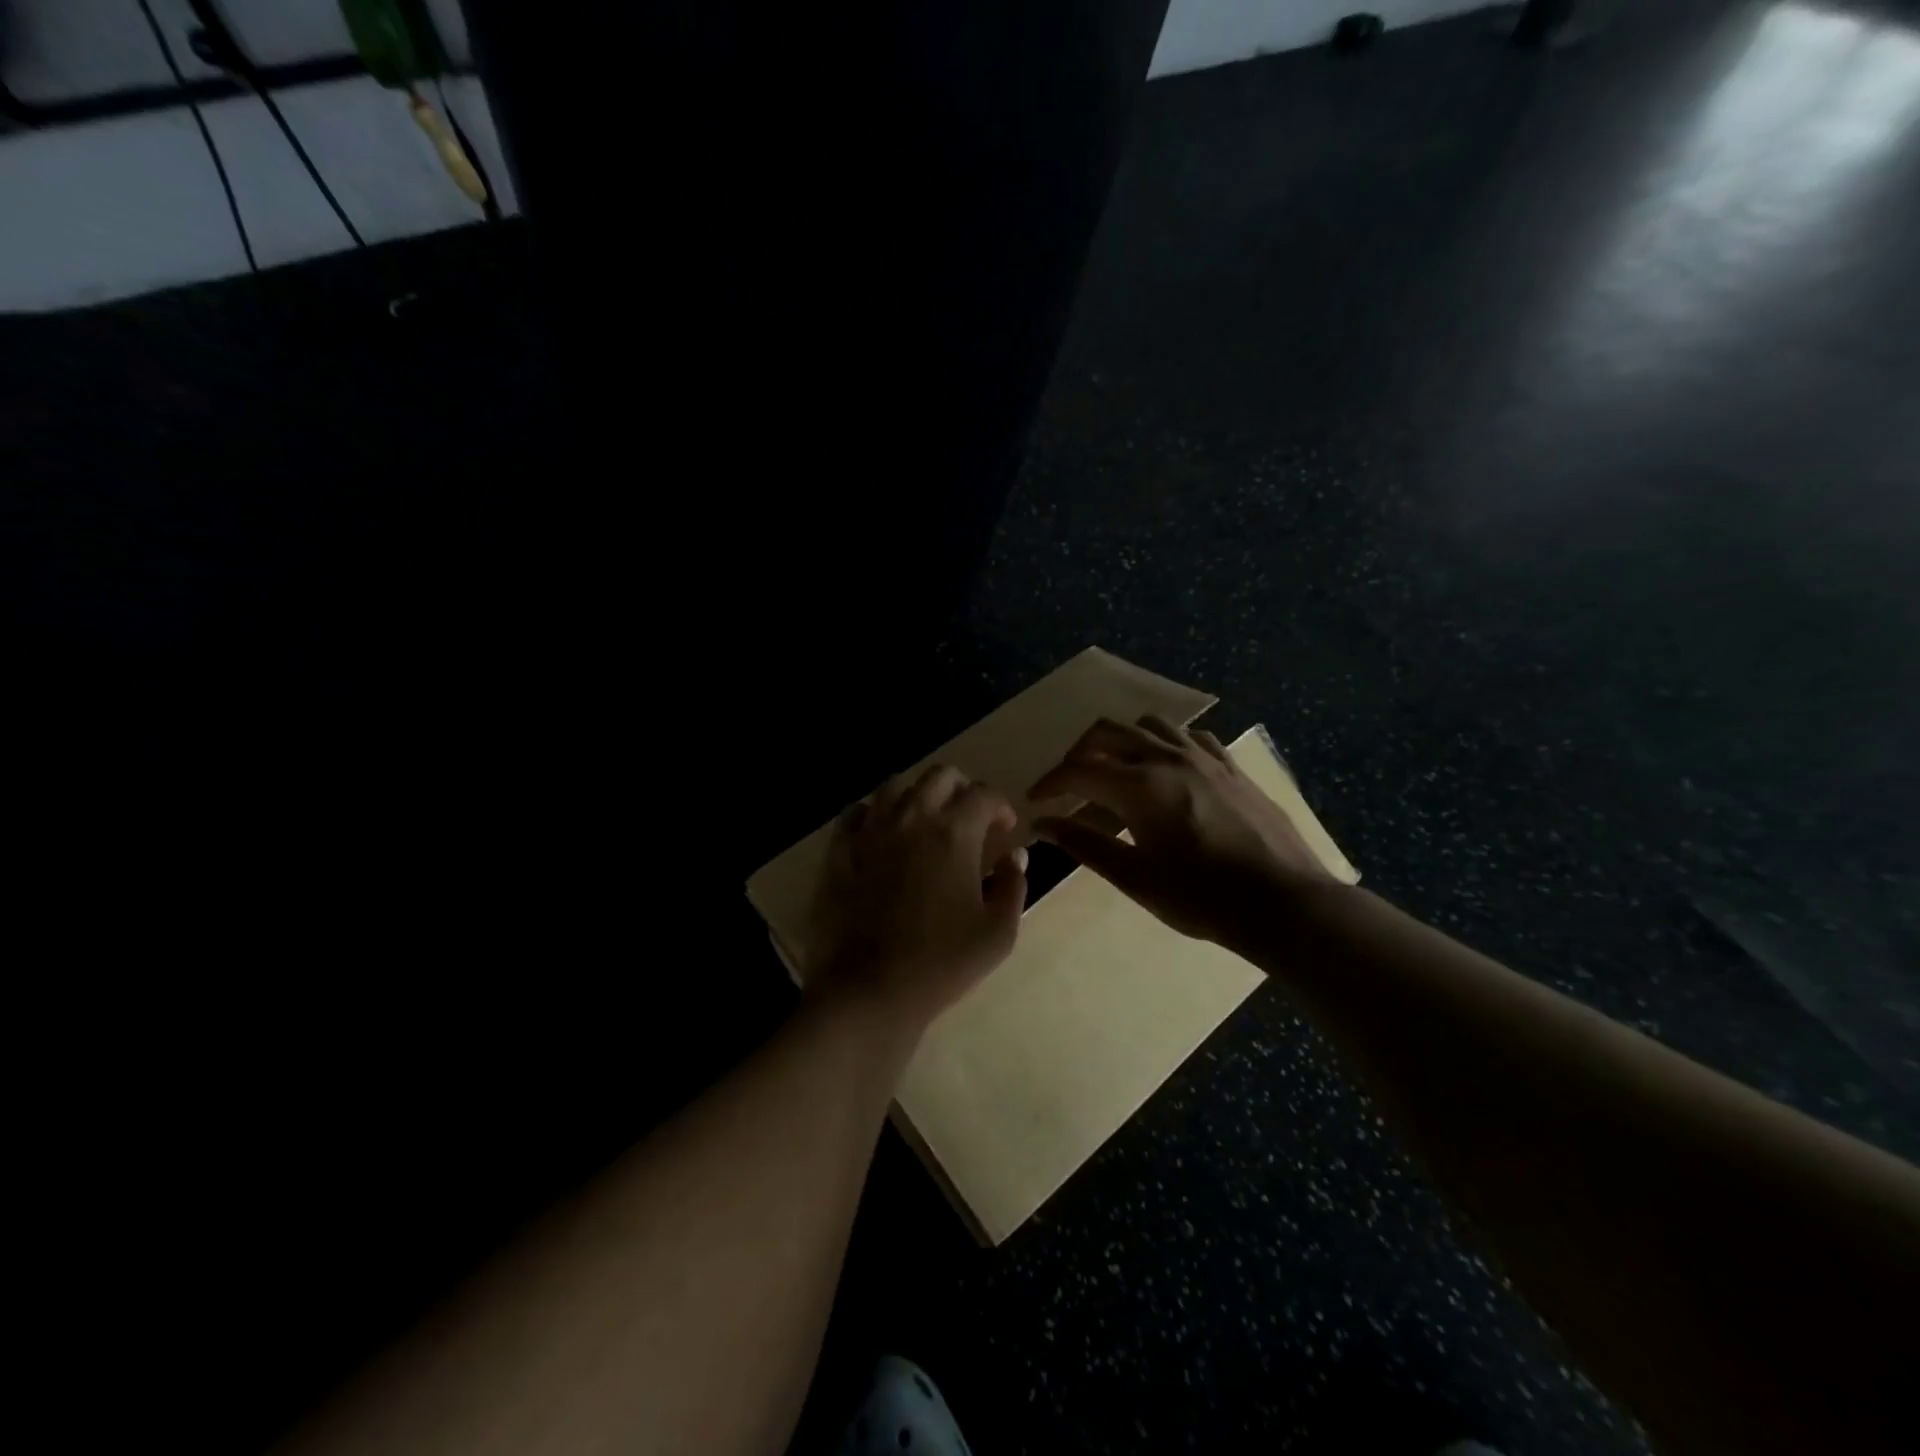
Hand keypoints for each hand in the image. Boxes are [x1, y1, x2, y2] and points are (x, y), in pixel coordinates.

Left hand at [806, 764, 1028, 1033]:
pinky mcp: (838, 850)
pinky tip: (881, 836)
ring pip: (895, 785)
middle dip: (961, 789)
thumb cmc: (941, 964)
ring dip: (917, 795)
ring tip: (924, 822)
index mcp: (954, 832)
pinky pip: (856, 812)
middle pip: (940, 776)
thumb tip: (1014, 855)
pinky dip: (874, 814)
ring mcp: (870, 830)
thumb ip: (1013, 885)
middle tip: (968, 819)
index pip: (984, 794)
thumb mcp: (997, 933)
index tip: (1004, 828)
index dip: (1000, 806)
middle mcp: (912, 818)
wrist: (867, 991)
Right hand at [1028, 715, 1334, 944]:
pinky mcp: (1231, 766)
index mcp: (1140, 785)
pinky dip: (1166, 743)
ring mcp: (1204, 757)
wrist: (1284, 903)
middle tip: (1068, 783)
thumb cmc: (1202, 897)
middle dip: (1078, 753)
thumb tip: (1043, 824)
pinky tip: (1167, 768)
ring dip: (1122, 740)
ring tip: (1115, 770)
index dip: (1049, 783)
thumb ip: (1085, 844)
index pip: (1078, 769)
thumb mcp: (1135, 877)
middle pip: (1107, 732)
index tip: (1035, 802)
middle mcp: (1167, 757)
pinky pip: (1190, 736)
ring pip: (1149, 724)